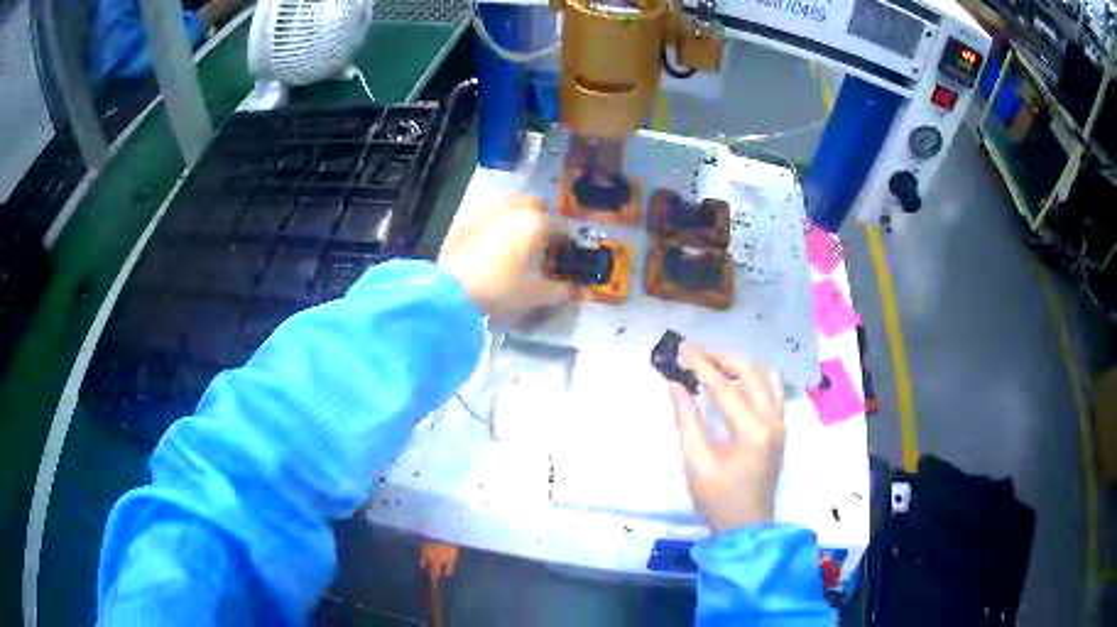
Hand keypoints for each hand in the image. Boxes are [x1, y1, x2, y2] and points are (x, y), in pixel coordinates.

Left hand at [438, 195, 571, 321]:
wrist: (451, 290)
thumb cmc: (500, 289)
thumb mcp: (534, 296)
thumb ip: (558, 291)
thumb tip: (572, 291)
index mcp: (534, 223)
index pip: (559, 225)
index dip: (565, 239)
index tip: (565, 251)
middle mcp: (512, 210)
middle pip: (533, 203)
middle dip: (540, 216)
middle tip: (540, 238)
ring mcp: (486, 212)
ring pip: (508, 204)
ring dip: (515, 216)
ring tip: (514, 238)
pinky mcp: (464, 221)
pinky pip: (486, 215)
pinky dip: (493, 223)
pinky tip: (490, 242)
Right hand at [668, 344, 785, 531]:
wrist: (747, 526)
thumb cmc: (717, 499)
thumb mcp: (696, 461)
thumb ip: (686, 419)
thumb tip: (675, 384)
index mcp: (752, 430)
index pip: (724, 386)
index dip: (701, 364)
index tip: (682, 347)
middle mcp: (773, 419)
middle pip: (749, 373)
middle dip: (721, 358)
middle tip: (695, 354)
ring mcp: (781, 423)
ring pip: (765, 377)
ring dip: (739, 366)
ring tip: (713, 365)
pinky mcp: (781, 428)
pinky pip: (773, 391)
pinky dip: (755, 379)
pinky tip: (738, 383)